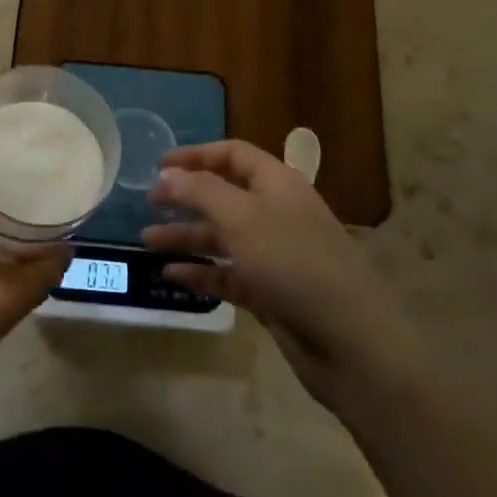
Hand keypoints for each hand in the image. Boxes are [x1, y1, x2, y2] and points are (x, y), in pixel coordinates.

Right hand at [144, 140, 415, 405]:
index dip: (196, 155)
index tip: (158, 165)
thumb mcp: (241, 216)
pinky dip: (202, 271)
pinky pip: (229, 274)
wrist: (350, 341)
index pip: (233, 155)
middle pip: (225, 195)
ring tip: (147, 242)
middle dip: (186, 197)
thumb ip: (200, 190)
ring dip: (186, 236)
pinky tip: (172, 275)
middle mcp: (277, 214)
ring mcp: (276, 256)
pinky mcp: (272, 293)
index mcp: (278, 184)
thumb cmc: (293, 263)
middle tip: (149, 204)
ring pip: (223, 237)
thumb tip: (168, 172)